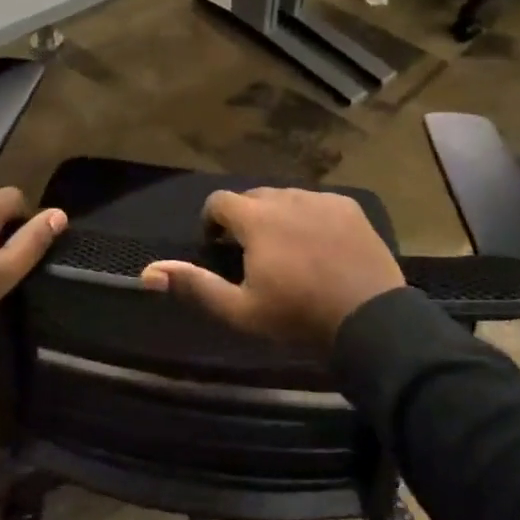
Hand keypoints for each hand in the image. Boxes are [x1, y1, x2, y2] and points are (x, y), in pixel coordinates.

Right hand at [140, 188, 402, 347]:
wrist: (371, 322)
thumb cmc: (298, 316)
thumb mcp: (240, 310)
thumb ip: (195, 285)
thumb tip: (148, 271)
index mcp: (256, 218)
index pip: (219, 201)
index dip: (213, 222)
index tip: (219, 248)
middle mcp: (287, 198)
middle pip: (253, 197)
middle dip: (246, 219)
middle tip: (253, 254)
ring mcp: (322, 200)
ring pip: (287, 199)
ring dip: (278, 217)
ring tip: (288, 251)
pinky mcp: (350, 208)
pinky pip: (318, 204)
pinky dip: (310, 218)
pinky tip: (321, 247)